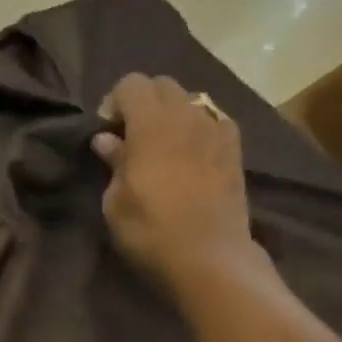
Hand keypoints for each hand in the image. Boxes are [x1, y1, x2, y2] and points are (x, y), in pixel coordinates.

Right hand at [91, 73, 260, 293]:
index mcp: (151, 125)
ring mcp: (215, 130)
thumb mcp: (116, 202)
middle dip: (143, 102)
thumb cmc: (150, 232)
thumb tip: (106, 139)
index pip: (131, 83)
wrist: (209, 257)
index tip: (108, 132)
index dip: (114, 102)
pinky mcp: (235, 149)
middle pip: (163, 85)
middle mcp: (186, 116)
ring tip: (163, 147)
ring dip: (171, 115)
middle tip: (131, 137)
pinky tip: (192, 155)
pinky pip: (214, 121)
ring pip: (190, 101)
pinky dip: (198, 128)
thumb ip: (113, 163)